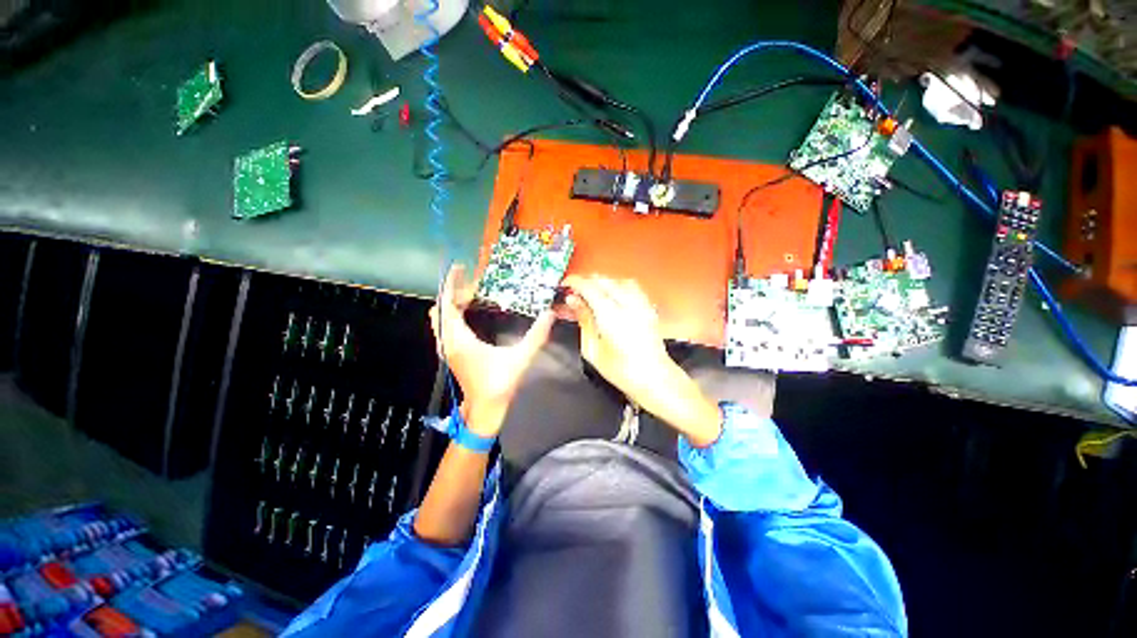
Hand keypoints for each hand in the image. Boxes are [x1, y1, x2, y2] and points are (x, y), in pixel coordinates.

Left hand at [429, 265, 553, 437]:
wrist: (484, 410)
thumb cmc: (499, 385)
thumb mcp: (521, 358)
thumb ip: (537, 336)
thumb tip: (549, 314)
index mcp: (459, 340)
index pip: (448, 304)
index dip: (451, 284)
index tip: (459, 268)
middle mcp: (448, 341)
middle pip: (442, 308)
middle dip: (455, 293)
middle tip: (475, 286)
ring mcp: (447, 348)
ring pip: (441, 318)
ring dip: (453, 304)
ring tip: (473, 297)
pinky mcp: (451, 353)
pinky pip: (446, 327)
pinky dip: (453, 315)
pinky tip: (470, 315)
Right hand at [560, 275, 721, 446]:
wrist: (654, 378)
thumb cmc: (621, 370)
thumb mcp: (593, 349)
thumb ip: (583, 320)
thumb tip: (573, 301)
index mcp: (610, 316)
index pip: (590, 287)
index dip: (575, 282)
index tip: (565, 285)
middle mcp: (627, 304)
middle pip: (604, 280)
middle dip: (587, 281)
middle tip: (575, 291)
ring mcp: (641, 304)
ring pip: (618, 280)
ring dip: (603, 282)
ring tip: (592, 292)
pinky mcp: (648, 307)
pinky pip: (632, 287)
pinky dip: (618, 285)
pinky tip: (612, 295)